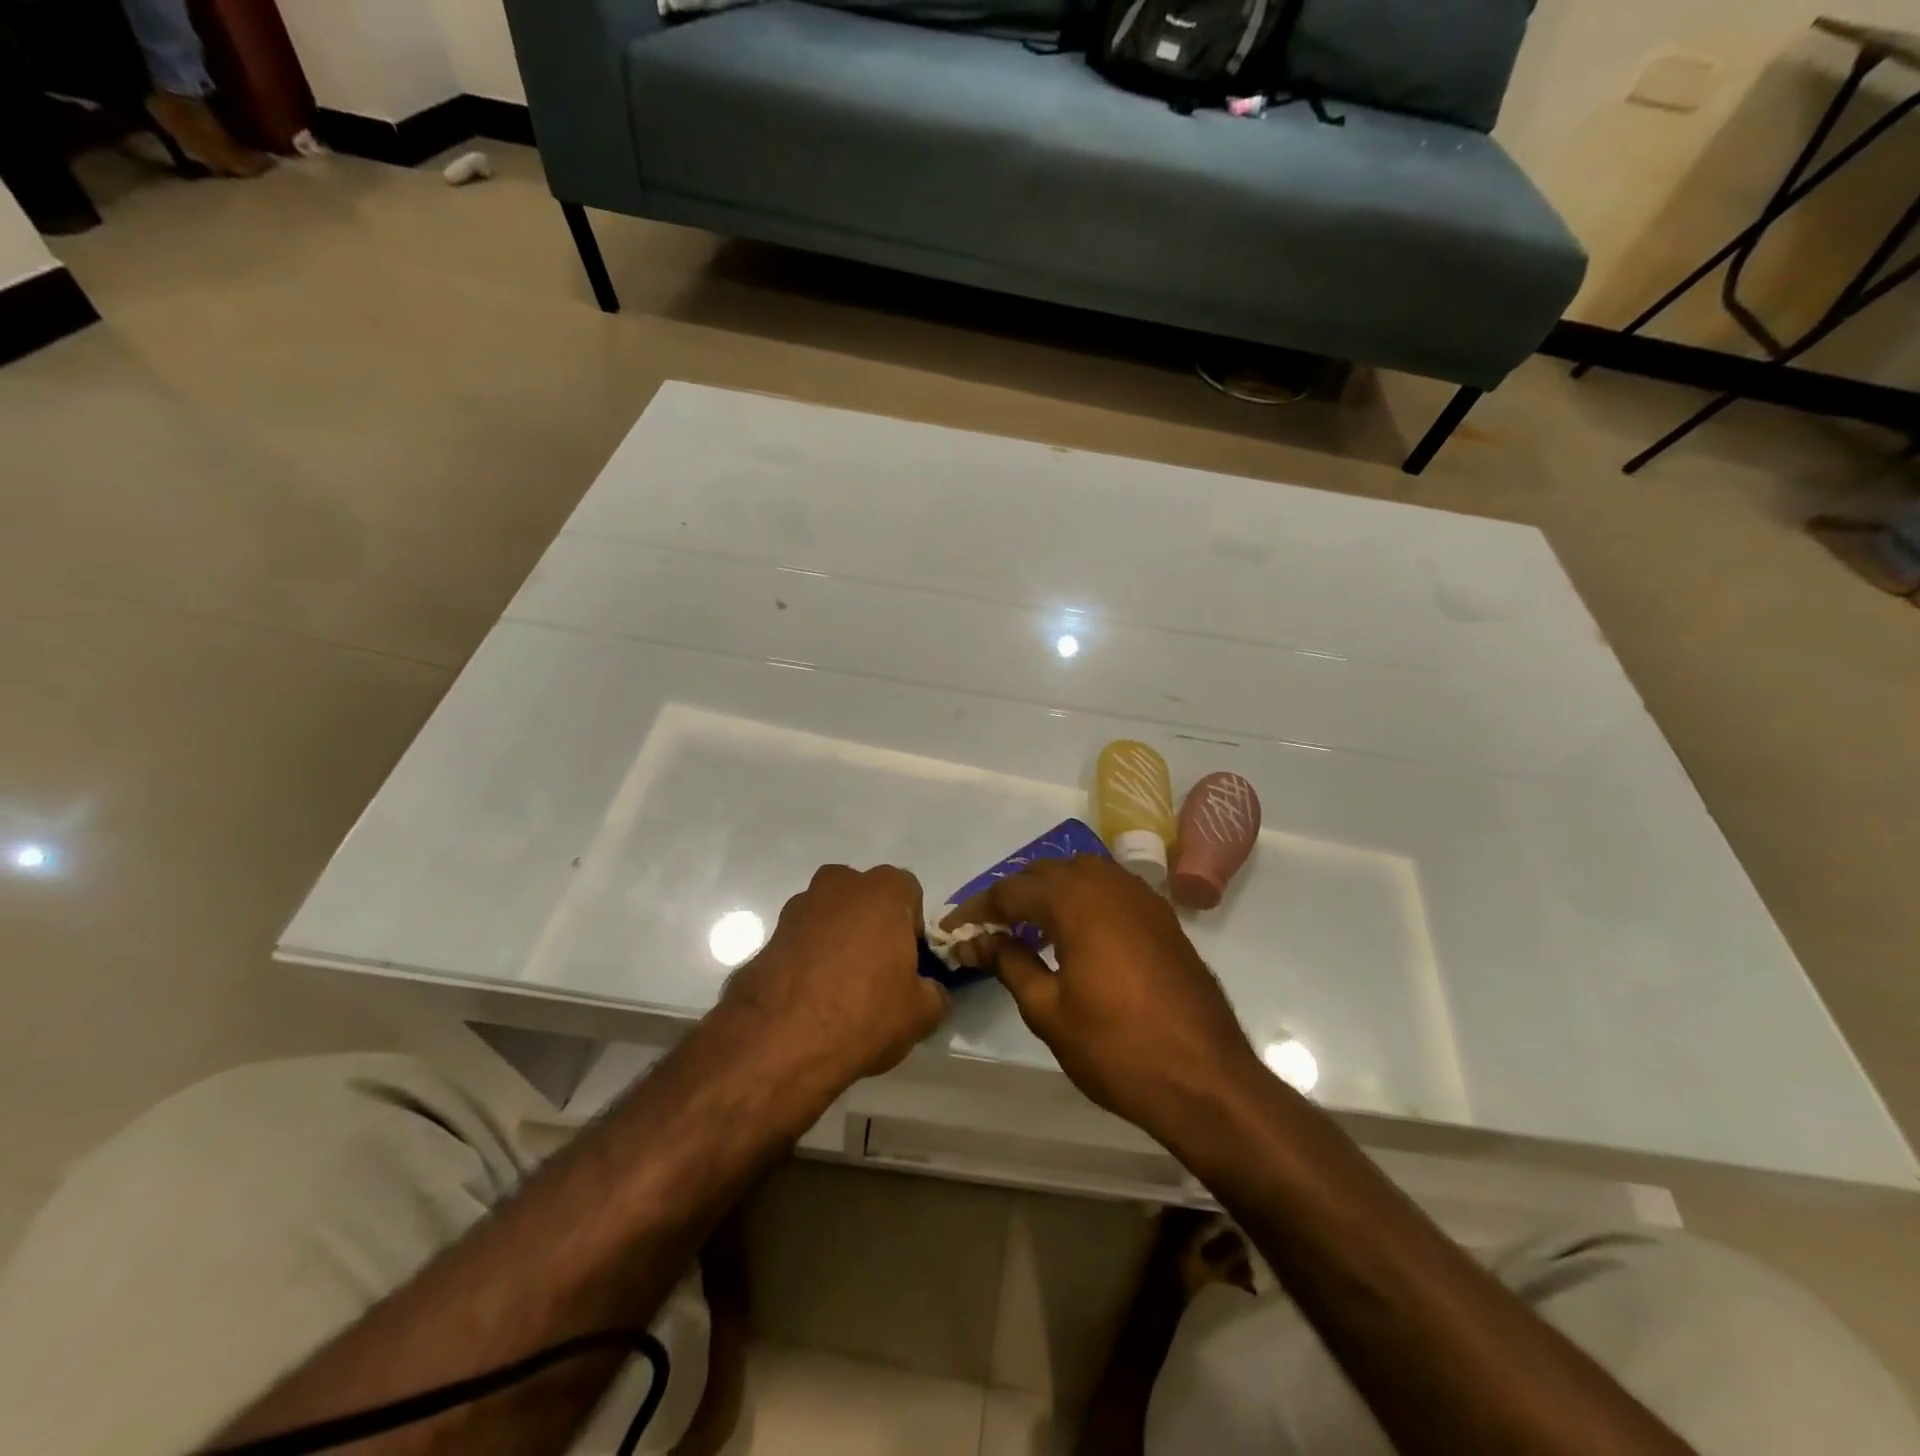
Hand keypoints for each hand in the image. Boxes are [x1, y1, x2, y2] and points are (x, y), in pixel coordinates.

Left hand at [719, 864, 948, 1089]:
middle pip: (865, 899)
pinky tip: (809, 1001)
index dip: (912, 928)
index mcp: (883, 890)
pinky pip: (800, 943)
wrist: (781, 1042)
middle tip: (876, 973)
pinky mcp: (767, 937)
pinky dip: (807, 962)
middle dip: (872, 927)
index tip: (908, 963)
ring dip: (836, 941)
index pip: (909, 893)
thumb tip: (927, 991)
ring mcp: (797, 908)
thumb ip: (933, 992)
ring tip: (838, 991)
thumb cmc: (865, 1013)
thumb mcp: (922, 1013)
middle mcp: (839, 885)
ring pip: (829, 918)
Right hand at [945, 857, 1261, 1135]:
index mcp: (1076, 900)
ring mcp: (1141, 897)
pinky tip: (1073, 932)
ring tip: (1026, 926)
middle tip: (986, 929)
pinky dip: (1082, 899)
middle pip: (1046, 873)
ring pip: (1081, 874)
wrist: (1205, 1078)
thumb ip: (1010, 963)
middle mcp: (1109, 884)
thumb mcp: (1049, 1010)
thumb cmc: (1117, 1048)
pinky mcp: (1162, 917)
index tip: (953, 930)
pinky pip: (1110, 889)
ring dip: (1048, 892)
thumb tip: (978, 940)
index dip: (978, 909)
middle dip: (1012, 895)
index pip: (1012, 890)